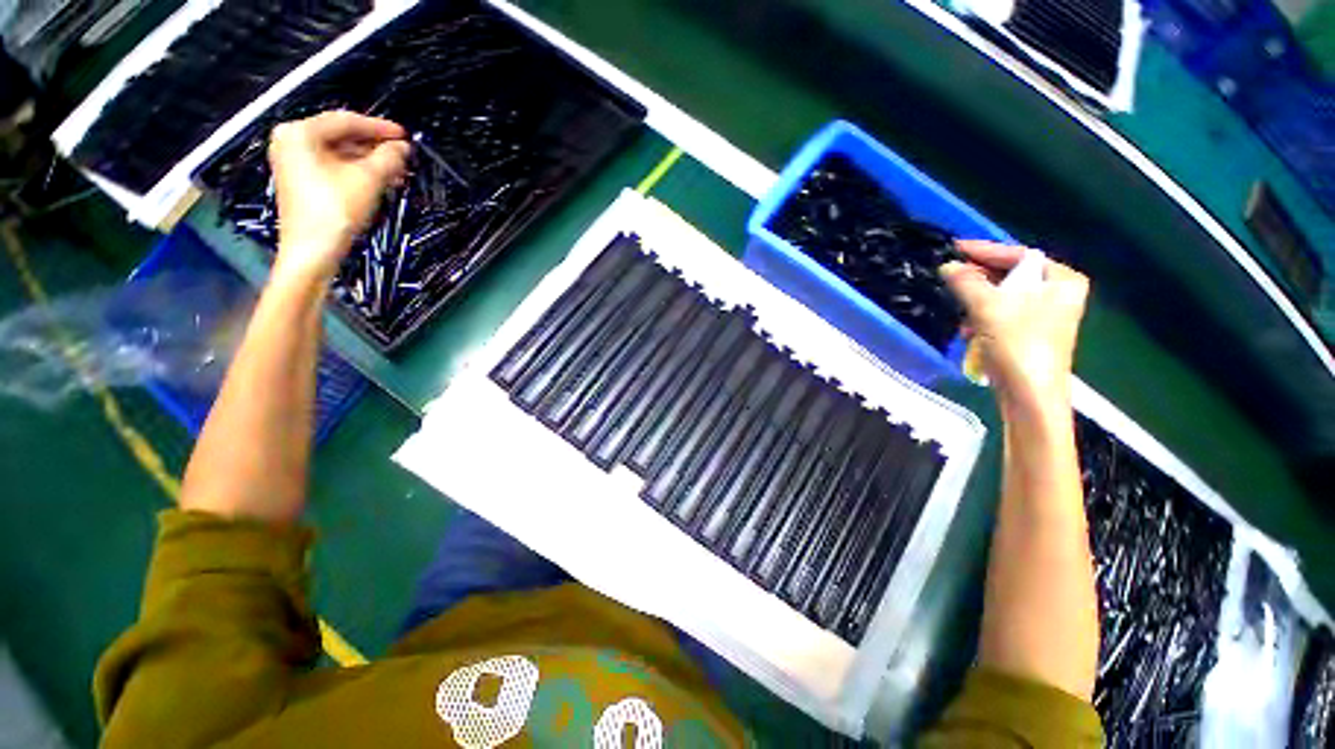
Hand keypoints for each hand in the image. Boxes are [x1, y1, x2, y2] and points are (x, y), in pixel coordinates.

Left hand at [268, 111, 409, 284]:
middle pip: (342, 137)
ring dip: (370, 162)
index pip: (346, 121)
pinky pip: (334, 167)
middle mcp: (292, 142)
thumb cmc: (335, 210)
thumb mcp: (368, 179)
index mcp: (300, 133)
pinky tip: (380, 181)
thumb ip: (388, 158)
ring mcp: (294, 163)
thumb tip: (402, 148)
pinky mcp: (301, 181)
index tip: (405, 135)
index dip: (379, 128)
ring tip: (398, 172)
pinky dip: (357, 172)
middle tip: (403, 156)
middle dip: (375, 147)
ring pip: (340, 153)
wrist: (313, 249)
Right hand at [941, 240, 1088, 413]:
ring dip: (977, 304)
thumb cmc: (1018, 343)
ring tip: (960, 312)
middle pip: (1010, 277)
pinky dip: (982, 321)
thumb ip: (967, 282)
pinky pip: (1001, 317)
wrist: (1030, 395)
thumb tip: (948, 266)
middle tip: (951, 279)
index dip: (984, 251)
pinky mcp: (1030, 336)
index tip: (954, 248)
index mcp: (1061, 280)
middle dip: (978, 281)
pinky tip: (969, 333)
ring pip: (1002, 299)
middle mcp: (1058, 294)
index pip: (1019, 256)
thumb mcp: (988, 307)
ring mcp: (1046, 317)